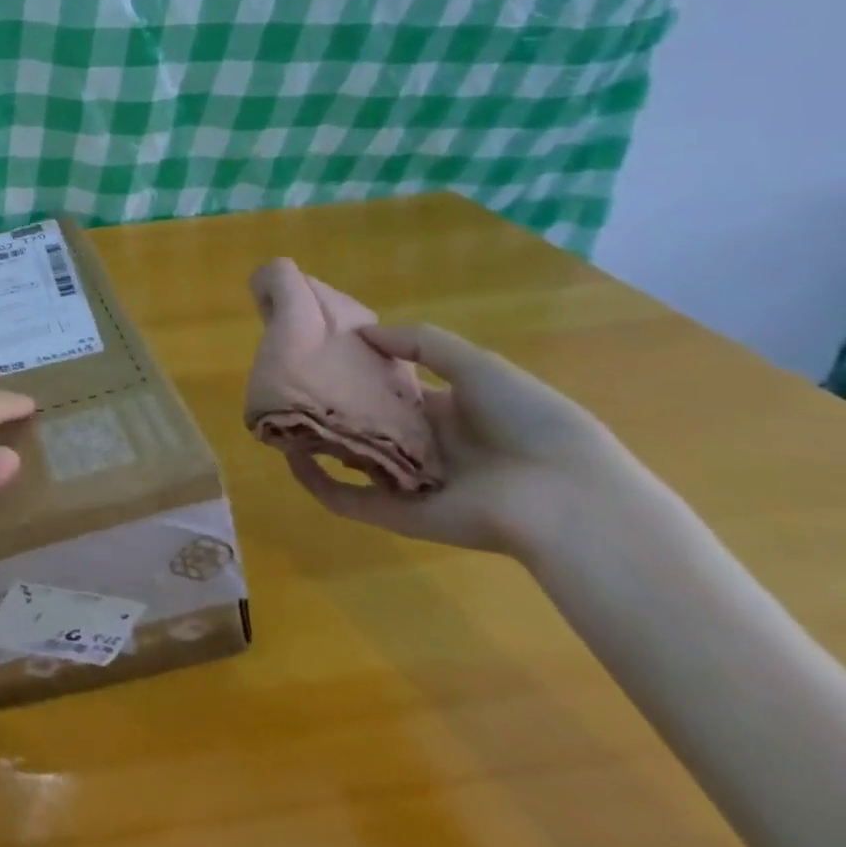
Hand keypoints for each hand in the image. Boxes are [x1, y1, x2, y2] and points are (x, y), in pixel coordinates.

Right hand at [280, 323, 649, 557]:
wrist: (568, 499)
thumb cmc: (531, 422)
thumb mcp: (479, 366)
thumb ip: (421, 343)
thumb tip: (362, 333)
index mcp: (448, 413)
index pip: (392, 390)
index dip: (360, 372)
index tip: (322, 353)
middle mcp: (425, 446)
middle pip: (368, 424)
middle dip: (333, 405)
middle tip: (291, 383)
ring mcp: (408, 481)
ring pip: (351, 459)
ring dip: (317, 441)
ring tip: (278, 416)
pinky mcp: (395, 513)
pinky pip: (346, 499)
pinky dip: (316, 481)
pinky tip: (291, 456)